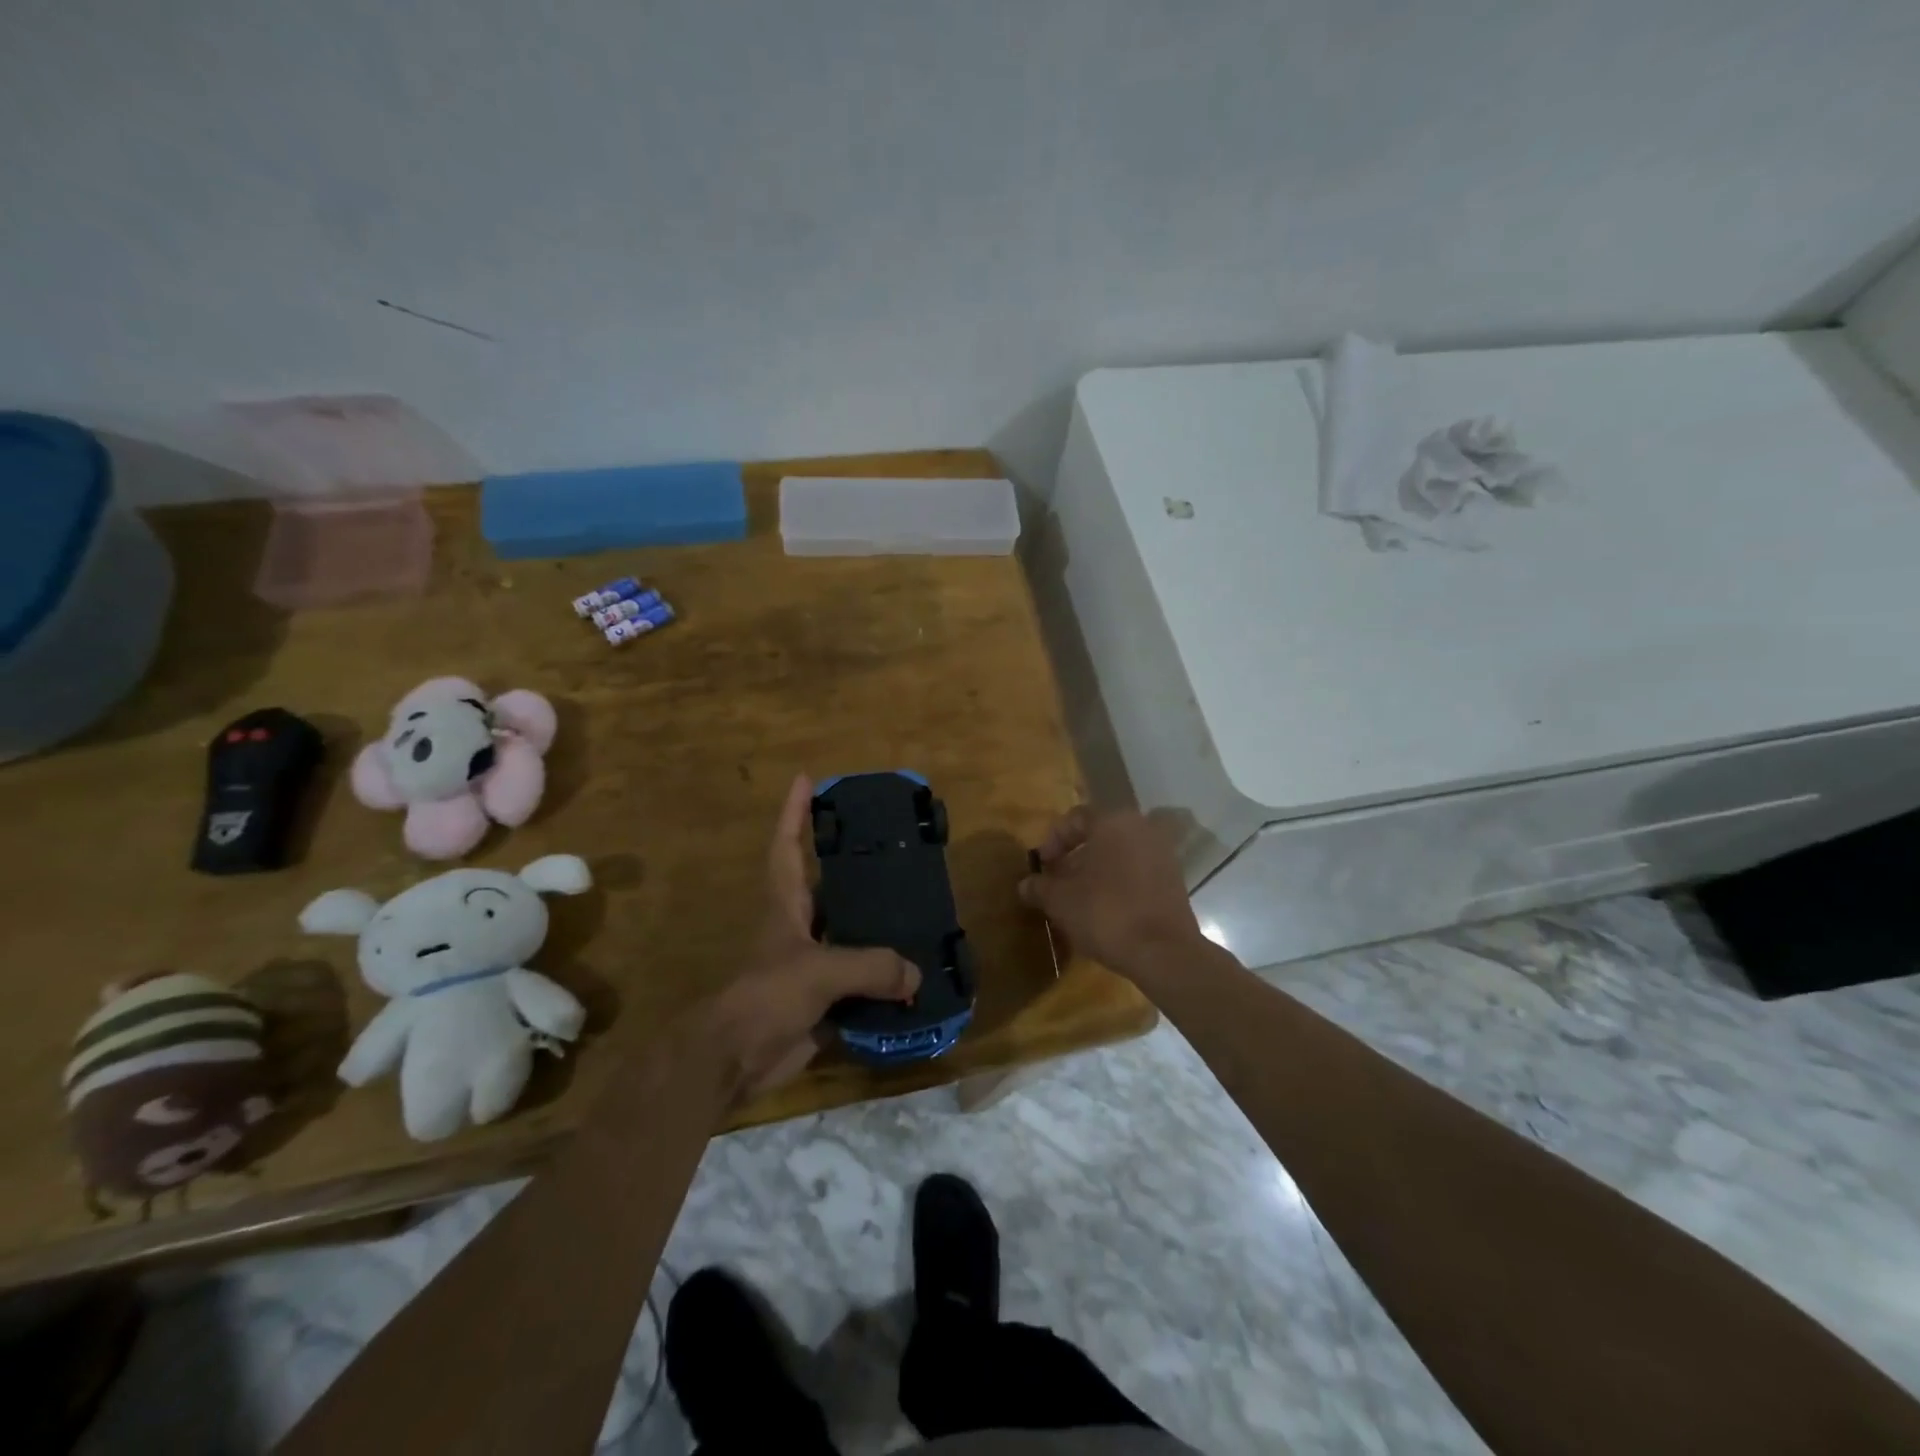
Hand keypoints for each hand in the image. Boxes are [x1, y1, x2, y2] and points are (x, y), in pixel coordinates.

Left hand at [711, 775, 919, 1096]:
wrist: (735, 1060)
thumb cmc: (767, 997)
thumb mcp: (820, 971)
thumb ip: (872, 966)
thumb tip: (916, 975)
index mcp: (787, 905)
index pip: (787, 846)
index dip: (793, 812)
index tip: (806, 779)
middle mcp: (800, 928)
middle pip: (830, 888)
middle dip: (857, 869)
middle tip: (896, 851)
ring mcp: (811, 965)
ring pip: (852, 937)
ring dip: (880, 929)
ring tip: (921, 912)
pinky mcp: (823, 1001)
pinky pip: (862, 984)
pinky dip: (886, 982)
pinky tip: (917, 979)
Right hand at [1017, 806, 1201, 980]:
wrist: (1163, 952)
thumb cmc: (1106, 913)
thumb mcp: (1060, 900)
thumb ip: (1040, 887)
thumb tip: (1025, 885)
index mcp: (1113, 822)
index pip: (1075, 818)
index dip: (1052, 841)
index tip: (1042, 866)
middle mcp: (1141, 828)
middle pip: (1099, 836)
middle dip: (1074, 857)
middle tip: (1057, 881)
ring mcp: (1162, 854)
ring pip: (1119, 854)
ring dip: (1096, 871)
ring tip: (1077, 899)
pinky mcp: (1174, 880)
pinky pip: (1137, 872)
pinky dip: (1118, 883)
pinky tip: (1104, 910)